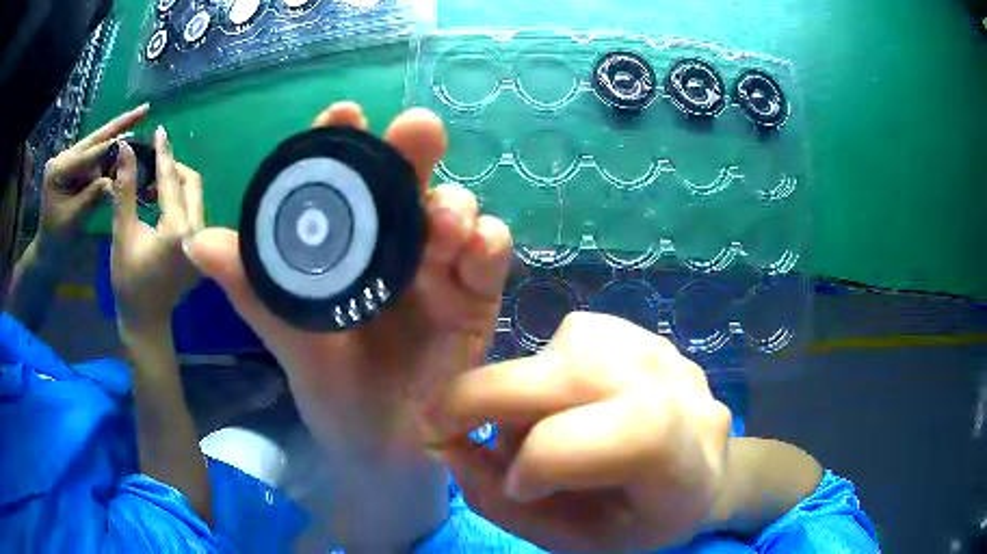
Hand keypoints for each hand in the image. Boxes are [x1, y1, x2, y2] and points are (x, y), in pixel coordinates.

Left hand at [40, 104, 147, 244]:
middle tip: (145, 109)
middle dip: (120, 125)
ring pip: (97, 146)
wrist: (47, 251)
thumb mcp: (74, 219)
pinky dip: (110, 156)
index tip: (136, 137)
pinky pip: (94, 159)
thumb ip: (92, 196)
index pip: (89, 154)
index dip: (113, 146)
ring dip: (118, 140)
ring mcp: (68, 162)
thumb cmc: (57, 239)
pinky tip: (124, 151)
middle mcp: (64, 158)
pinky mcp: (74, 168)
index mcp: (59, 169)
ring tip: (140, 127)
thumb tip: (114, 179)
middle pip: (95, 139)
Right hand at [111, 126, 202, 334]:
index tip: (160, 131)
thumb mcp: (122, 233)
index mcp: (179, 231)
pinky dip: (178, 201)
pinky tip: (158, 204)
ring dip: (174, 185)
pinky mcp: (202, 250)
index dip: (163, 154)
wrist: (146, 321)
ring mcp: (204, 243)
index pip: (171, 181)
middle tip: (150, 164)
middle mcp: (198, 233)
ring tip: (149, 187)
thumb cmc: (129, 282)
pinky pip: (193, 211)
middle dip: (171, 169)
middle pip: (191, 183)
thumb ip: (125, 190)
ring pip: (194, 197)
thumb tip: (126, 150)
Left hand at [187, 102, 512, 455]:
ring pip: (453, 212)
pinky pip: (489, 259)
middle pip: (405, 183)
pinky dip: (489, 245)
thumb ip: (252, 293)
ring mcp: (437, 270)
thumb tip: (195, 243)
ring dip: (454, 204)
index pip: (342, 183)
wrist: (382, 449)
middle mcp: (391, 247)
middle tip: (416, 131)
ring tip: (444, 221)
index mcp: (345, 248)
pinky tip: (478, 247)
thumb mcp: (290, 342)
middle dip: (411, 151)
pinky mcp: (475, 298)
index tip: (343, 114)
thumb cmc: (333, 394)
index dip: (343, 144)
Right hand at [429, 312, 732, 551]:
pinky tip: (566, 401)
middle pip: (583, 374)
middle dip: (488, 396)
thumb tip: (451, 447)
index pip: (638, 434)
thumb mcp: (575, 541)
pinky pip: (572, 335)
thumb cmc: (638, 521)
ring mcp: (664, 353)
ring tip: (538, 429)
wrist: (697, 473)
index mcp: (688, 467)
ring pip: (565, 350)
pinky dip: (545, 369)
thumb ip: (507, 507)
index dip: (552, 455)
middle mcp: (684, 394)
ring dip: (524, 391)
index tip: (515, 485)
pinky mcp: (642, 332)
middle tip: (440, 424)